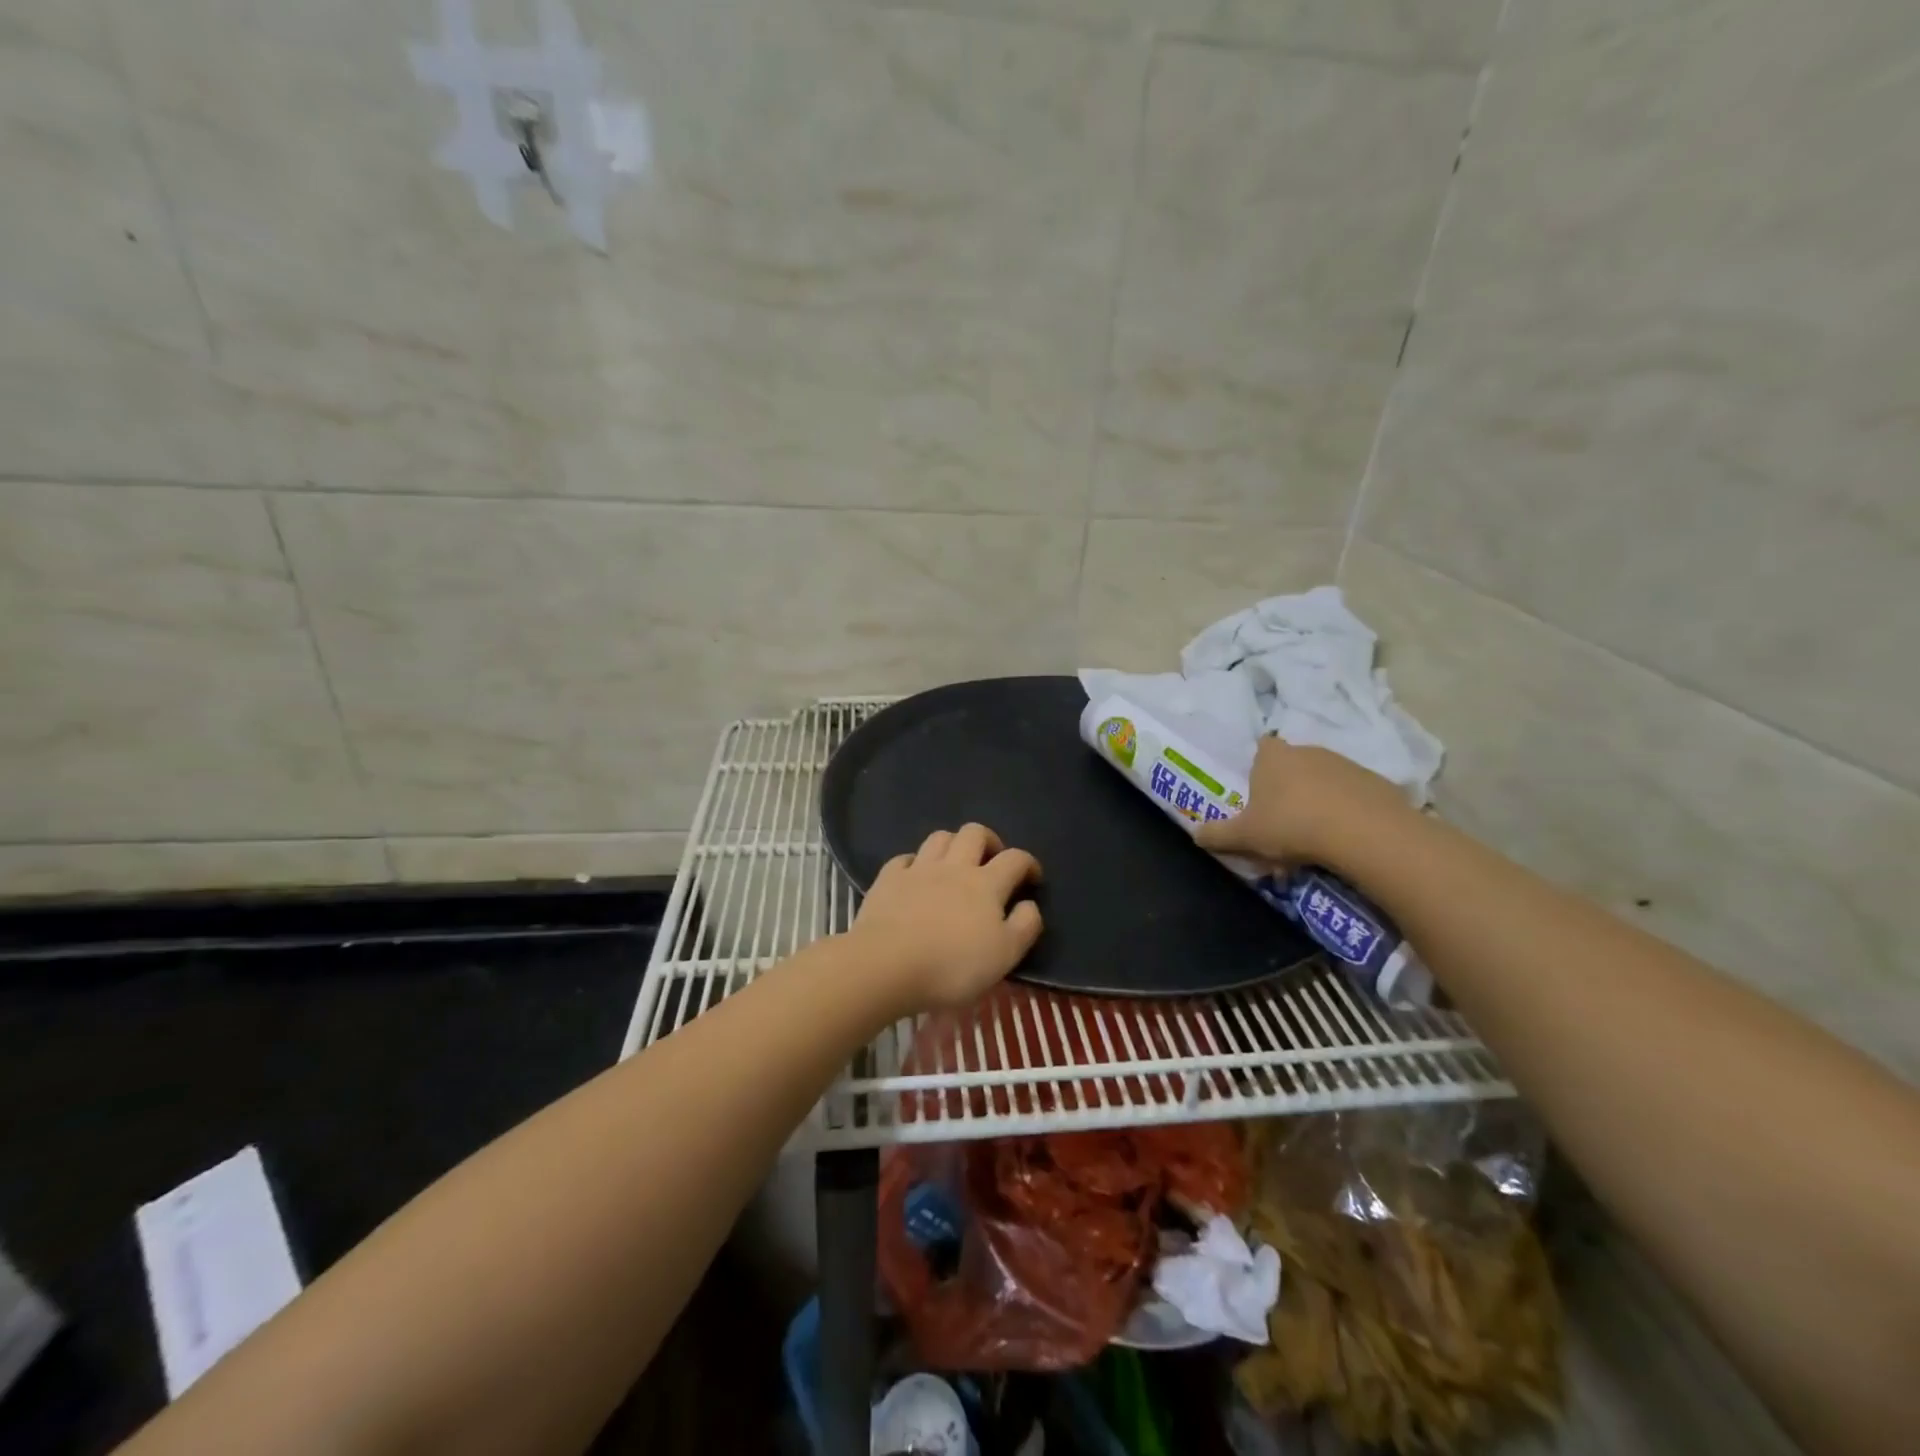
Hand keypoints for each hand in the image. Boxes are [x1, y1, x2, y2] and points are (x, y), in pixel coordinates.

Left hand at [849, 824, 1042, 1012]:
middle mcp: (954, 867)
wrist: (886, 965)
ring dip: (953, 844)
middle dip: (989, 840)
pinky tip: (915, 875)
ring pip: (939, 838)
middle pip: (974, 833)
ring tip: (955, 863)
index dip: (1028, 863)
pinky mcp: (888, 879)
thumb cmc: (952, 966)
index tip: (1032, 877)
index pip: (1014, 859)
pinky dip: (915, 862)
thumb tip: (1029, 904)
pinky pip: (904, 858)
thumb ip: (1025, 926)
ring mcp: (918, 869)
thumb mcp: (1004, 956)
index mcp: (986, 884)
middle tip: (992, 859)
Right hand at [1194, 738, 1413, 868]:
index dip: (1259, 768)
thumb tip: (1195, 834)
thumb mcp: (1245, 836)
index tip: (1259, 795)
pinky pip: (1353, 795)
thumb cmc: (1292, 825)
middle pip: (1292, 766)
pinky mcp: (1376, 782)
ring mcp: (1345, 764)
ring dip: (1317, 803)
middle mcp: (1308, 751)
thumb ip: (1217, 835)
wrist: (1365, 832)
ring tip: (1314, 842)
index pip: (1262, 748)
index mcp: (1273, 757)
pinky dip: (1347, 813)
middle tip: (1283, 827)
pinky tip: (1344, 840)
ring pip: (1323, 781)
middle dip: (1287, 791)